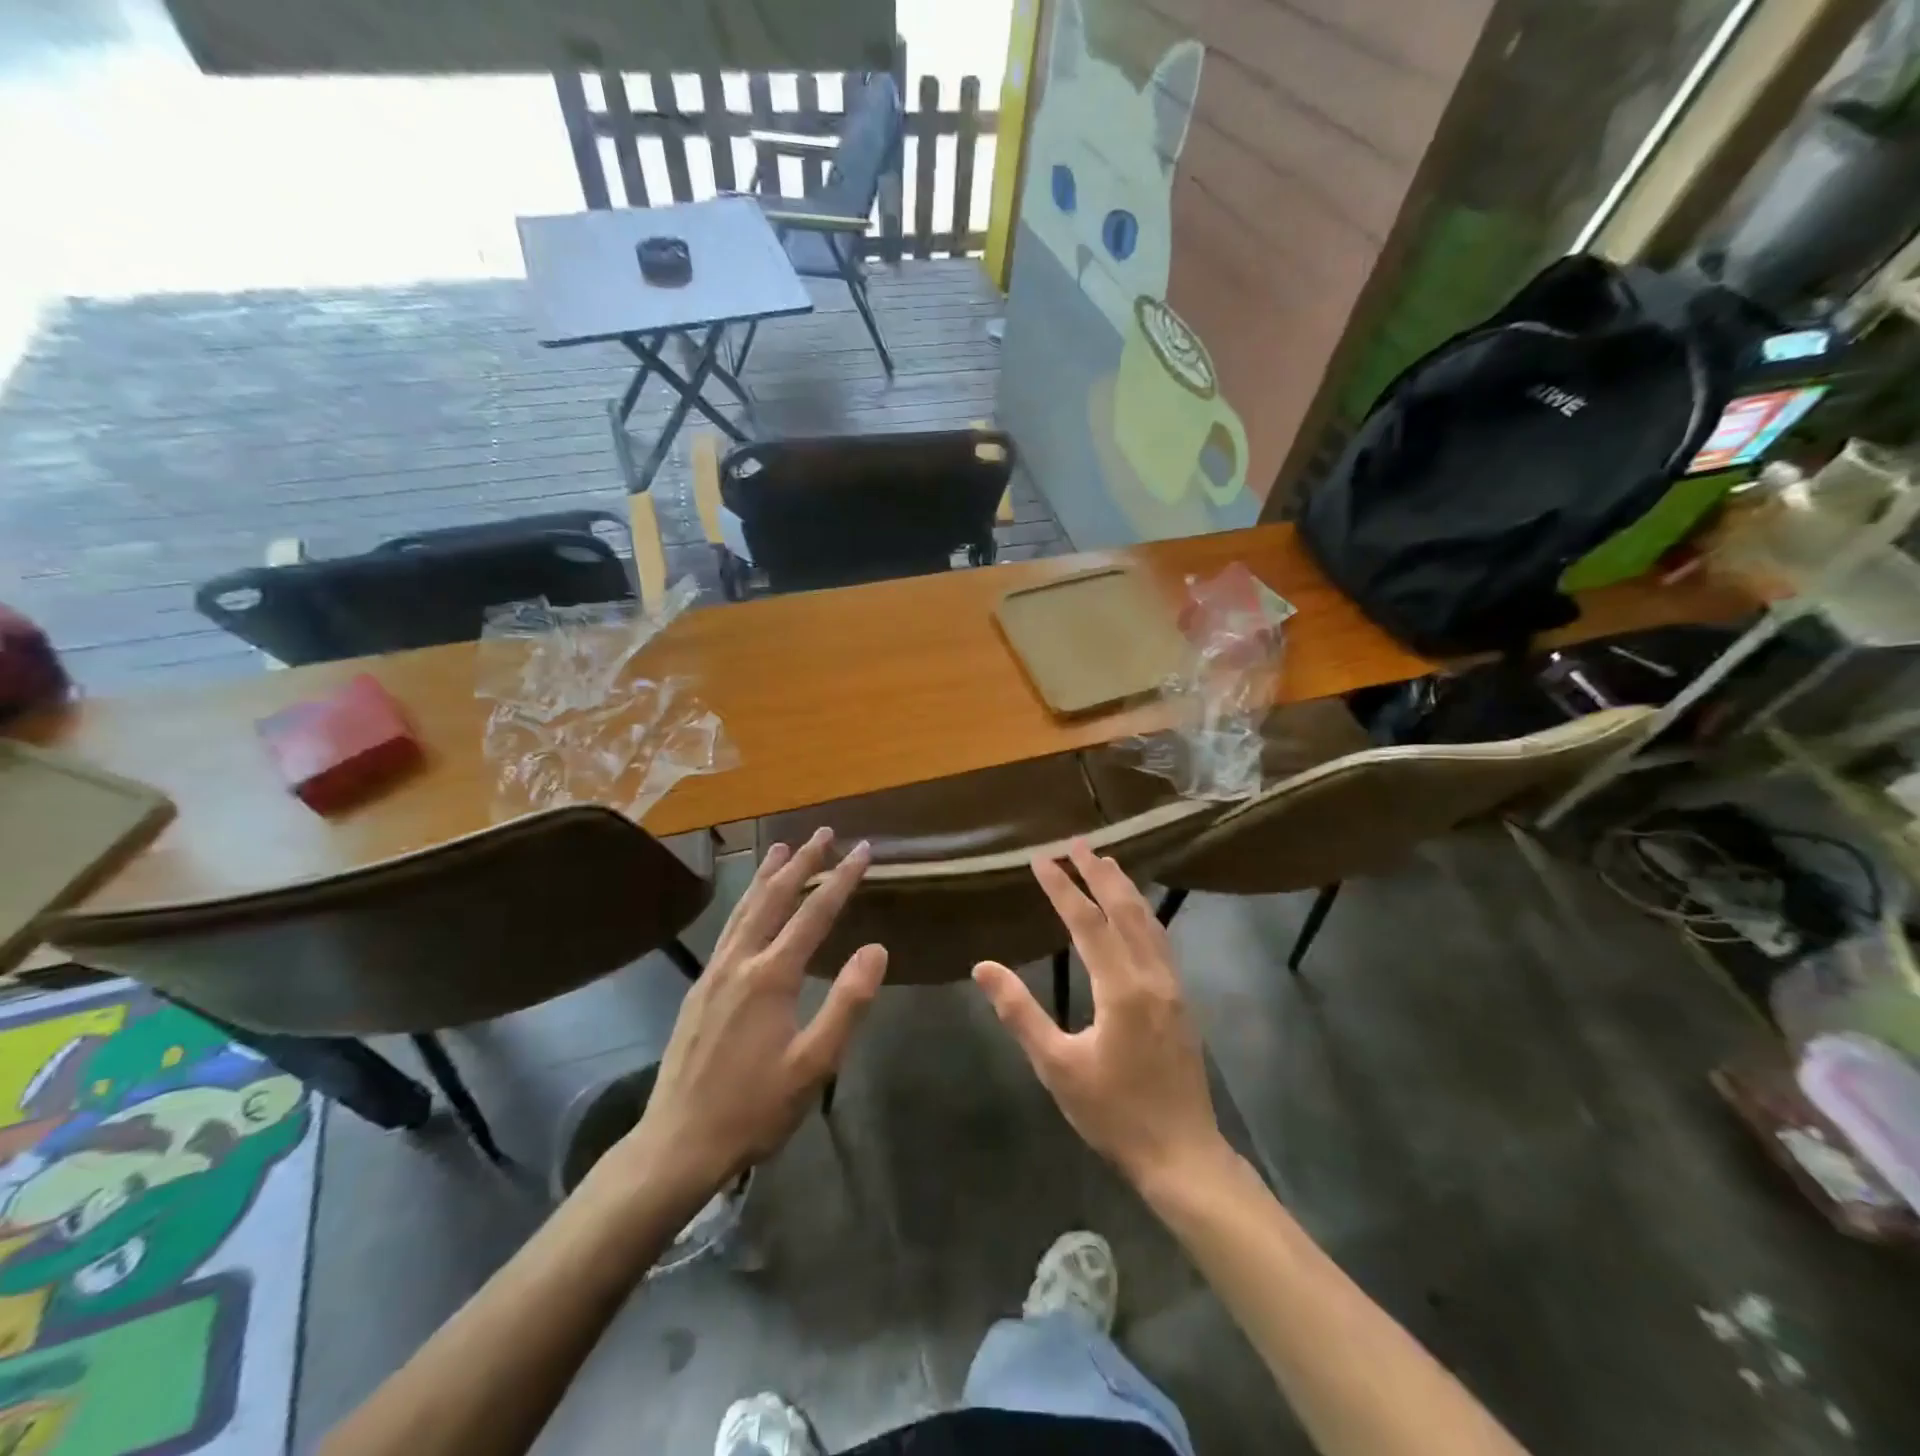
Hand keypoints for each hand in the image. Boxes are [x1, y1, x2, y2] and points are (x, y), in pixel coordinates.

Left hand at [594, 829, 886, 1206]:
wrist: (678, 1142)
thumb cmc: (755, 1107)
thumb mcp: (814, 1064)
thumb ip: (847, 1003)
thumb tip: (876, 949)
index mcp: (772, 976)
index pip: (815, 913)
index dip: (842, 878)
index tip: (863, 849)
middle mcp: (740, 961)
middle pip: (775, 897)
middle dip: (802, 862)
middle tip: (823, 832)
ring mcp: (714, 972)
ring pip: (745, 908)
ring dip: (767, 875)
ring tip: (782, 849)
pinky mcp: (699, 987)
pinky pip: (729, 928)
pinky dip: (745, 902)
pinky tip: (748, 905)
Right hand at [973, 839, 1228, 1192]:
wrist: (1182, 1154)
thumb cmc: (1113, 1113)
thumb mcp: (1057, 1067)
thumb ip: (1020, 1012)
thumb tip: (984, 966)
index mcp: (1121, 989)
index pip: (1087, 923)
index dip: (1062, 888)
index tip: (1041, 859)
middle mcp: (1152, 976)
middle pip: (1124, 910)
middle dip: (1098, 873)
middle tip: (1076, 843)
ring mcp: (1172, 986)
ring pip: (1147, 922)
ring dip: (1124, 888)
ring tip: (1105, 861)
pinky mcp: (1181, 999)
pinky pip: (1159, 939)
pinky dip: (1142, 913)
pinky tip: (1135, 912)